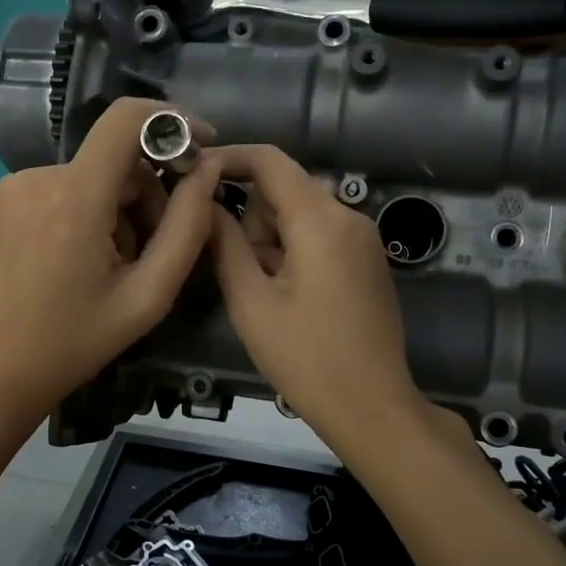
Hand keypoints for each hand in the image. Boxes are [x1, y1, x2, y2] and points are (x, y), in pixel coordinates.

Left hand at [0, 98, 221, 429]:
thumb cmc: (74, 344)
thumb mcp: (148, 296)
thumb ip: (187, 228)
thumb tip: (207, 170)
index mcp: (75, 198)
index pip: (126, 119)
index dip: (172, 120)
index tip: (200, 146)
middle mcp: (38, 177)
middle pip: (116, 159)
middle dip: (147, 196)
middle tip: (149, 255)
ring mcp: (12, 186)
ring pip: (91, 177)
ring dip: (116, 210)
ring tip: (111, 267)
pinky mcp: (0, 199)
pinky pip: (62, 189)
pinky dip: (86, 213)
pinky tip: (80, 260)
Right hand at [205, 144, 428, 447]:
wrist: (372, 407)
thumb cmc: (305, 358)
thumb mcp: (251, 302)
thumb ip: (224, 244)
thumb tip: (203, 203)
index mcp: (321, 220)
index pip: (270, 161)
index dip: (228, 158)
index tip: (192, 175)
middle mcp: (349, 216)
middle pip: (285, 189)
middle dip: (254, 219)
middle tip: (244, 273)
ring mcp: (364, 239)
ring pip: (301, 214)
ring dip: (273, 240)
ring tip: (268, 294)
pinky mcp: (369, 261)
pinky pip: (321, 235)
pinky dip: (295, 251)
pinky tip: (291, 297)